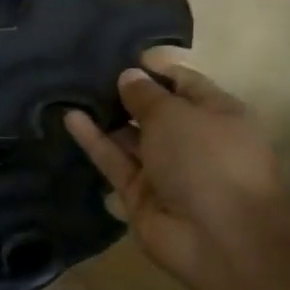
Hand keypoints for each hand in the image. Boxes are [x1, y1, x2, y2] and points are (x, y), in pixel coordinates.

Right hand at [66, 60, 289, 289]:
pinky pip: (115, 162)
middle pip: (155, 112)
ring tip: (72, 89)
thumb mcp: (176, 114)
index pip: (185, 83)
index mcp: (217, 114)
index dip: (156, 68)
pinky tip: (70, 117)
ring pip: (130, 138)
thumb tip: (128, 77)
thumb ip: (146, 95)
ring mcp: (165, 170)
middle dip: (126, 93)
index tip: (124, 54)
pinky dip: (95, 141)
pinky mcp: (139, 195)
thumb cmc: (208, 159)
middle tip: (88, 71)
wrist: (219, 236)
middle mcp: (192, 140)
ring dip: (106, 116)